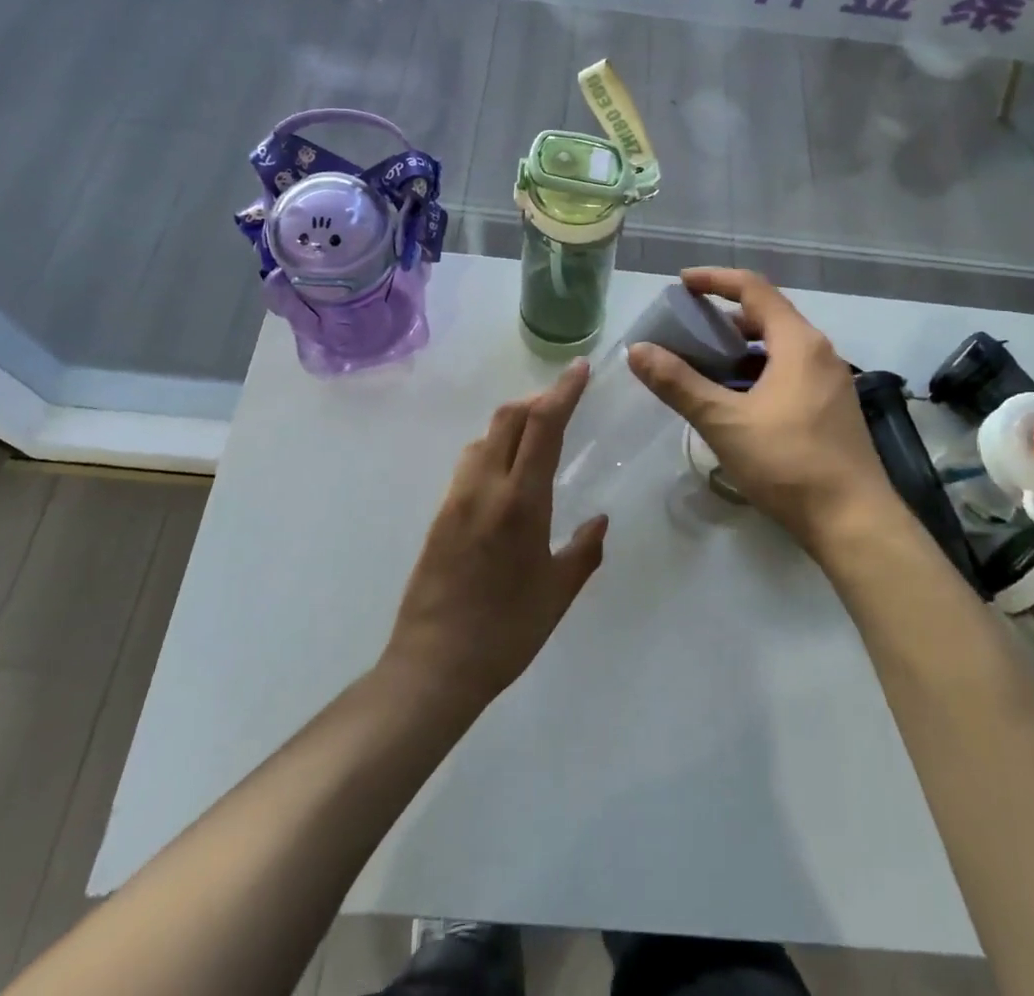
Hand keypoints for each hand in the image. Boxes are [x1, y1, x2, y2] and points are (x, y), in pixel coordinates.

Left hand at [382, 362, 608, 708]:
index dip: (563, 391)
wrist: (434, 664)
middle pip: (508, 417)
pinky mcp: (440, 513)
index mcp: (521, 501)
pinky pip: (470, 462)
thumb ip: (584, 549)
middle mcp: (485, 487)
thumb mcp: (558, 592)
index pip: (543, 426)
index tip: (581, 369)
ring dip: (513, 423)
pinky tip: (508, 473)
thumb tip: (599, 519)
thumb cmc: (507, 631)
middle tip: (564, 404)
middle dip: (538, 400)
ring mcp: (456, 497)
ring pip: (485, 436)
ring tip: (538, 437)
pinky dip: (494, 448)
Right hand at [628, 268, 900, 559]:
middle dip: (725, 316)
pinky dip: (758, 372)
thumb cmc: (788, 463)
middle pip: (768, 316)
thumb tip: (638, 350)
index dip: (715, 279)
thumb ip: (679, 384)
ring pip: (780, 347)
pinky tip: (736, 400)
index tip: (682, 283)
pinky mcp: (832, 409)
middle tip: (687, 328)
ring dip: (741, 347)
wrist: (854, 522)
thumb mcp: (725, 422)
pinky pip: (790, 372)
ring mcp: (831, 382)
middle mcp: (820, 352)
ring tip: (705, 363)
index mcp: (799, 343)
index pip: (754, 289)